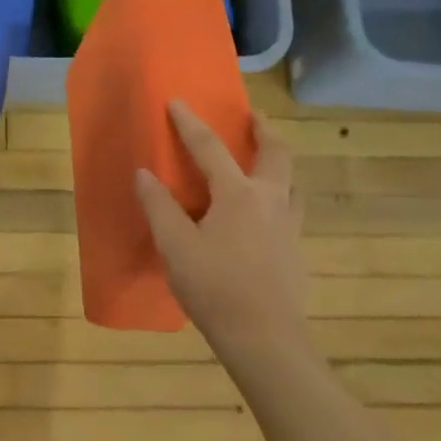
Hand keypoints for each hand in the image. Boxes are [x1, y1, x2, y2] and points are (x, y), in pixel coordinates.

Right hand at [136, 101, 309, 371]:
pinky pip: (290, 212)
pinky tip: (263, 221)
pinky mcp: (296, 253)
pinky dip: (278, 200)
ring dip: (278, 166)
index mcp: (238, 194)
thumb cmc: (214, 287)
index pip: (210, 148)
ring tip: (263, 167)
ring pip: (291, 184)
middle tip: (254, 118)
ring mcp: (290, 227)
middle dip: (264, 130)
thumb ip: (159, 206)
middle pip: (276, 153)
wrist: (265, 338)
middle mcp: (271, 201)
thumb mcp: (175, 246)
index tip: (177, 101)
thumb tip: (144, 174)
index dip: (190, 124)